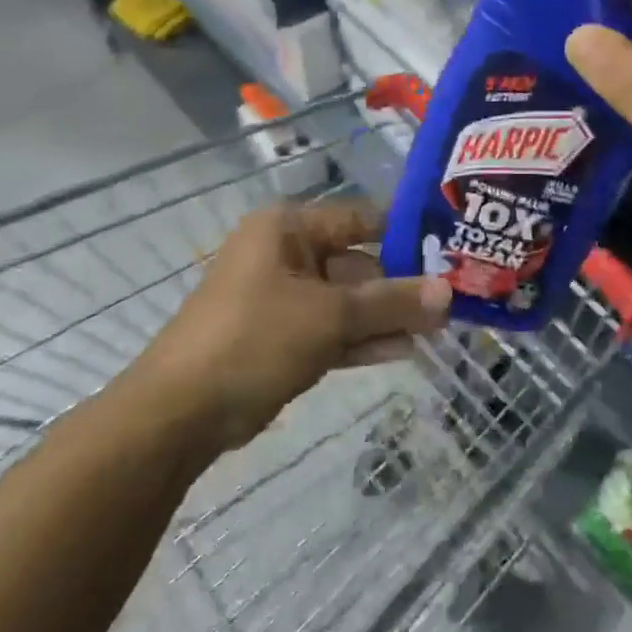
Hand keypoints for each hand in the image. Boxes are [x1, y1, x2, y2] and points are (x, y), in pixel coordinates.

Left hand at [144, 203, 451, 447]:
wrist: (179, 413)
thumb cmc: (254, 339)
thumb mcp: (330, 316)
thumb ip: (391, 302)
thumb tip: (449, 292)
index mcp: (288, 228)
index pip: (361, 218)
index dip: (406, 233)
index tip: (451, 250)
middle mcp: (286, 254)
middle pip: (358, 263)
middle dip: (401, 286)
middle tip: (451, 302)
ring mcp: (283, 298)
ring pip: (348, 301)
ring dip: (387, 316)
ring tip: (439, 329)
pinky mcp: (282, 337)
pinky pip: (333, 329)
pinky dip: (364, 339)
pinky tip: (406, 350)